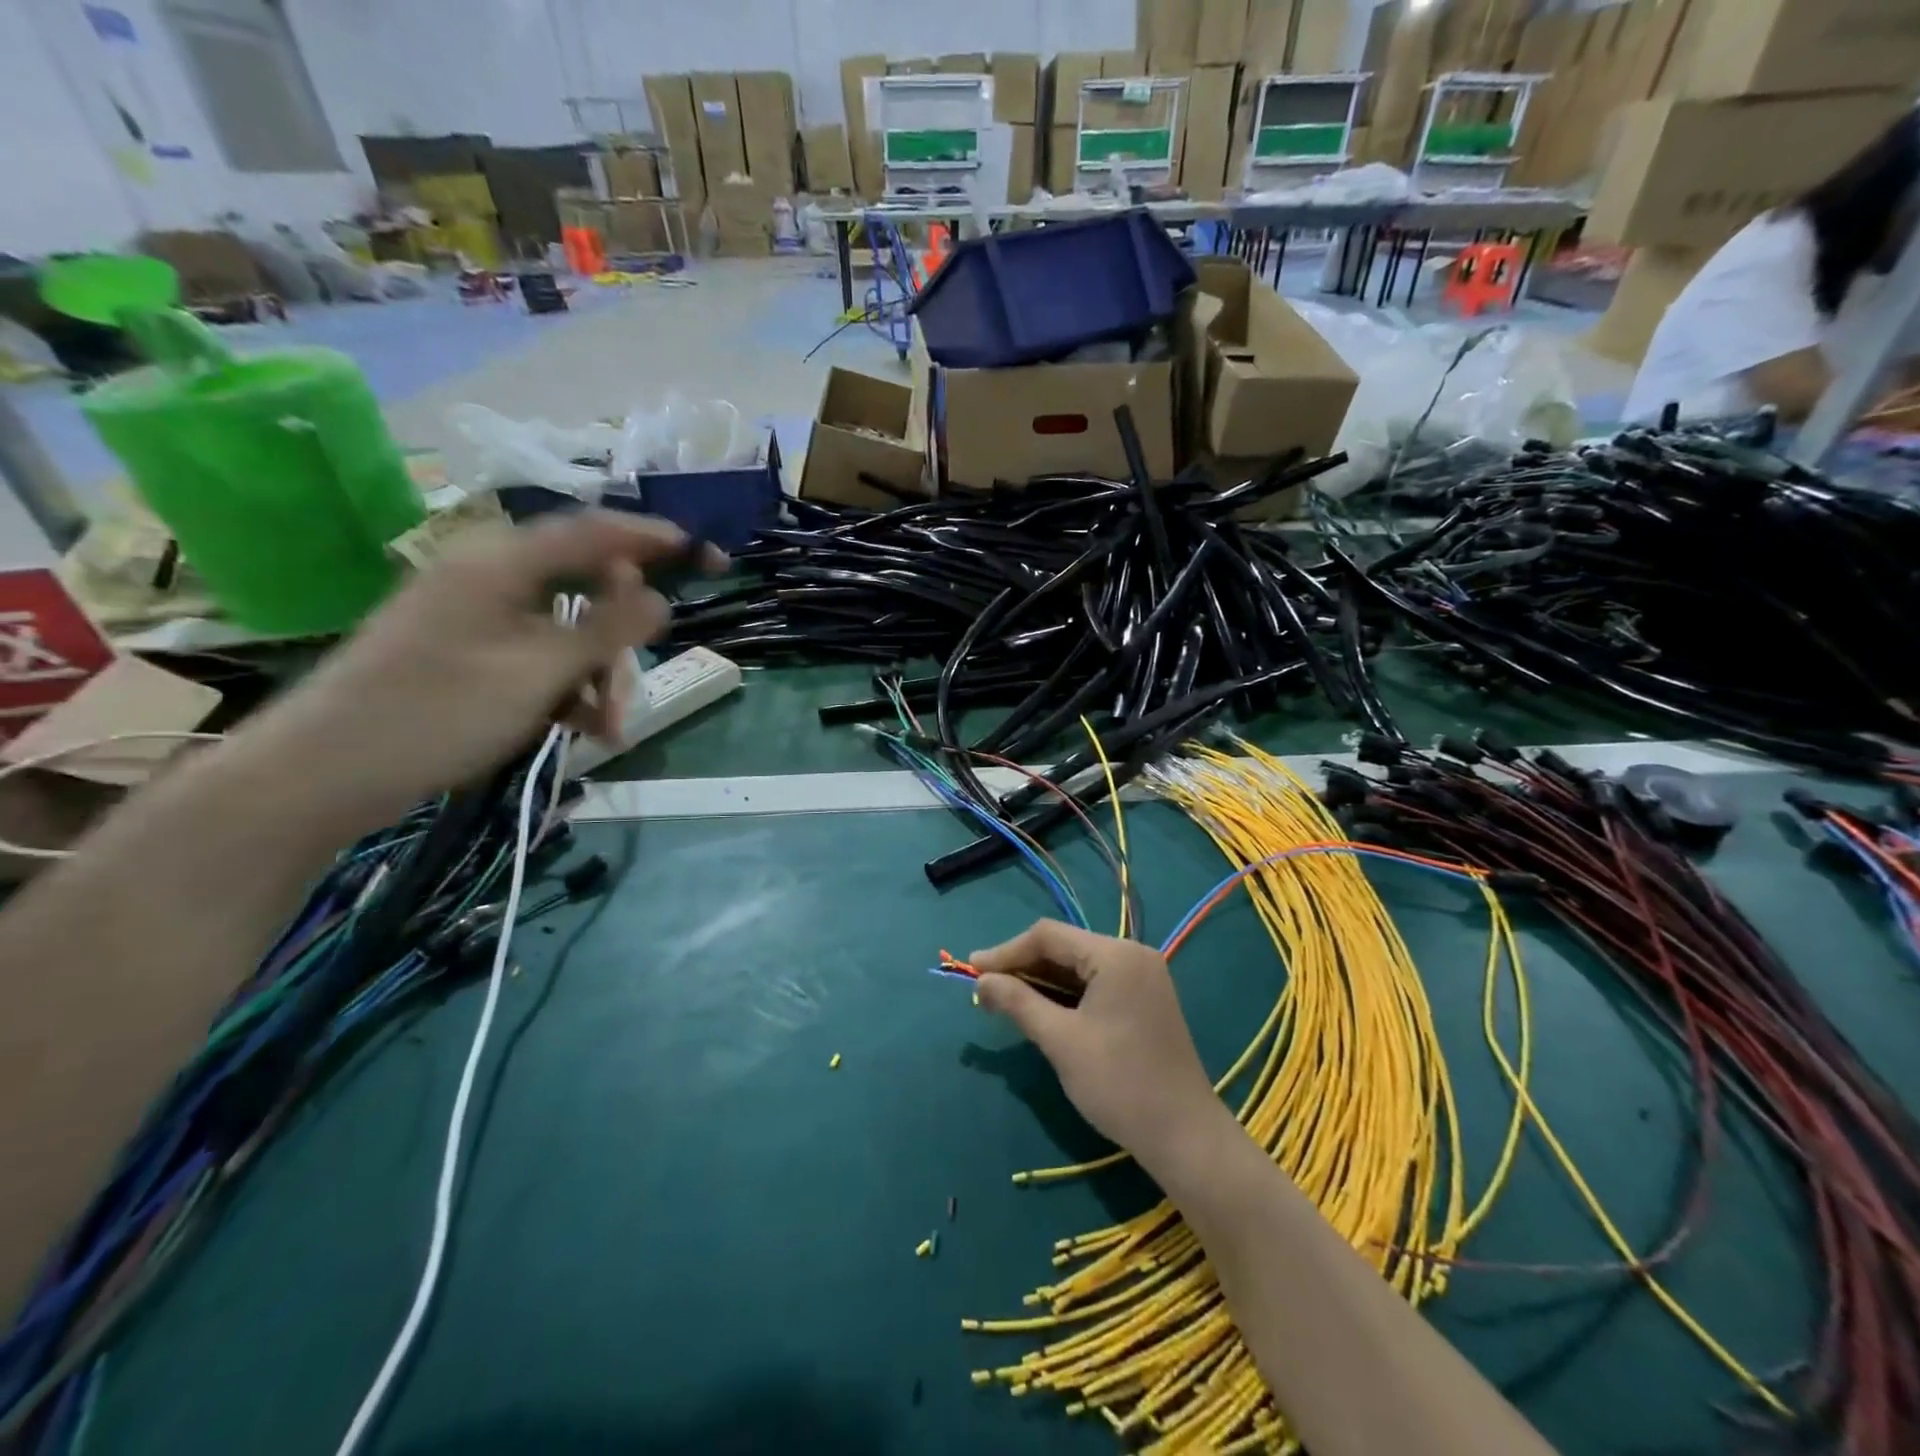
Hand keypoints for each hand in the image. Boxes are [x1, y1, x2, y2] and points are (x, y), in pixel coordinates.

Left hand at [246, 511, 722, 833]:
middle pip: (585, 589)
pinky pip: (541, 658)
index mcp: (501, 563)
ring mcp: (478, 617)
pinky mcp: (470, 653)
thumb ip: (607, 631)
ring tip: (609, 729)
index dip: (654, 539)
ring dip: (598, 676)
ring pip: (568, 631)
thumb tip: (660, 599)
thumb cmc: (438, 712)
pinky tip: (583, 729)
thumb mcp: (539, 672)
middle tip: (634, 689)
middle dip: (621, 640)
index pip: (594, 532)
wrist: (325, 773)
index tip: (705, 557)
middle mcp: (490, 578)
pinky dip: (569, 689)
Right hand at [972, 920, 1228, 1171]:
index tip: (971, 971)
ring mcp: (1142, 978)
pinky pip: (1095, 984)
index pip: (1049, 936)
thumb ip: (1018, 1003)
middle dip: (1022, 966)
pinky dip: (1065, 995)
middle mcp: (1132, 955)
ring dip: (1042, 982)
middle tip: (984, 988)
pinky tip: (1040, 1009)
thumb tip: (980, 981)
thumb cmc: (1119, 1083)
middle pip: (1065, 948)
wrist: (1184, 1137)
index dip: (1006, 951)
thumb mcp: (1060, 1041)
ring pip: (1079, 967)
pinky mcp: (1144, 1001)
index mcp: (1115, 955)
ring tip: (1003, 999)